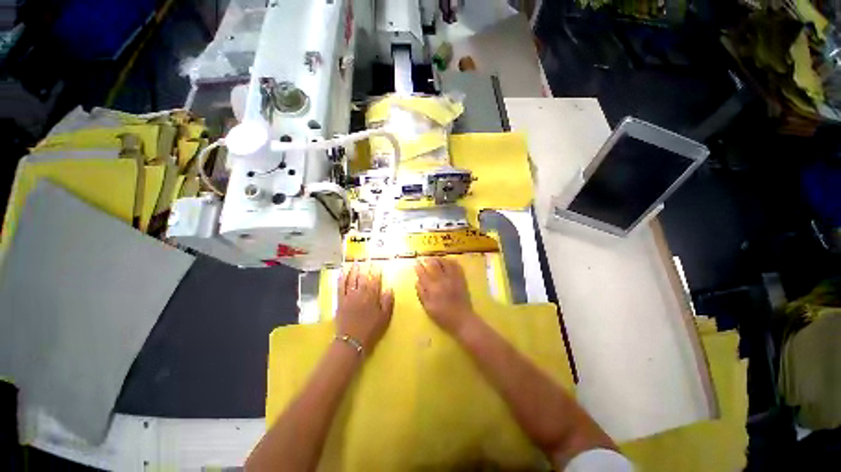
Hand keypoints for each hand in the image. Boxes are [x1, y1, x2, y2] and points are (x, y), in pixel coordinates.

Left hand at [336, 263, 393, 352]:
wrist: (352, 341)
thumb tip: (389, 288)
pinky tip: (341, 273)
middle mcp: (361, 294)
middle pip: (363, 278)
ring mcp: (349, 297)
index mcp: (372, 297)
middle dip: (365, 268)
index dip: (377, 273)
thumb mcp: (385, 318)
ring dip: (353, 270)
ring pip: (351, 280)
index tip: (378, 265)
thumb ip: (387, 302)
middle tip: (366, 259)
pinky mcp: (340, 302)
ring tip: (355, 262)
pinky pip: (340, 288)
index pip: (375, 281)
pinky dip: (340, 280)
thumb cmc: (371, 330)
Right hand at [415, 257, 476, 335]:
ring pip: (445, 263)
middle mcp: (443, 280)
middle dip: (428, 260)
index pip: (423, 273)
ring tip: (435, 259)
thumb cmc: (443, 316)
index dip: (418, 267)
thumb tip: (417, 281)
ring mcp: (453, 278)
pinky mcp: (461, 279)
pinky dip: (451, 261)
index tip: (416, 264)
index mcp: (433, 288)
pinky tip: (448, 261)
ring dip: (439, 259)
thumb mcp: (428, 307)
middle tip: (424, 259)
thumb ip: (421, 293)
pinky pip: (456, 266)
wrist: (462, 319)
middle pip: (434, 265)